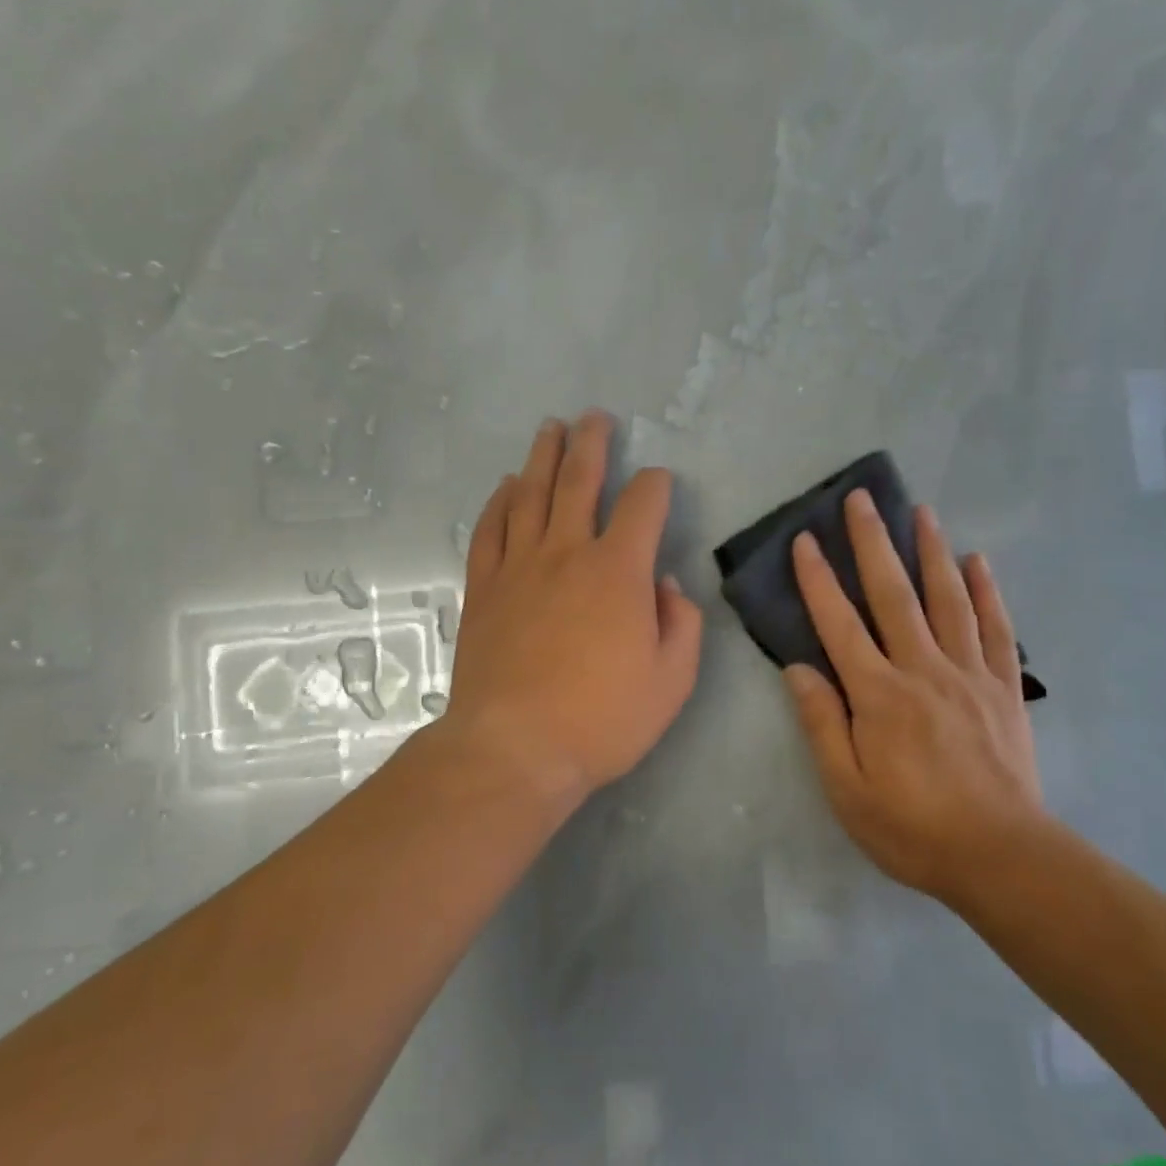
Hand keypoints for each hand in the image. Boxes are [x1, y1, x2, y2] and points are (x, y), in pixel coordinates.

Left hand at [442, 411, 702, 806]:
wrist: (515, 748)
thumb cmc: (602, 719)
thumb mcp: (672, 680)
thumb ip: (680, 623)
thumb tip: (663, 584)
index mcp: (618, 571)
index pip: (643, 505)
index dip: (656, 484)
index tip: (659, 483)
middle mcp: (567, 552)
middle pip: (579, 480)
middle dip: (591, 443)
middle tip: (594, 417)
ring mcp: (519, 566)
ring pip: (530, 494)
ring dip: (542, 456)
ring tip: (550, 429)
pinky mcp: (484, 588)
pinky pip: (491, 530)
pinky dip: (499, 501)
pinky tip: (506, 486)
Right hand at [784, 491, 1046, 902]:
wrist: (1002, 857)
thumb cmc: (912, 828)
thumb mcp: (847, 790)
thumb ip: (822, 724)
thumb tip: (797, 668)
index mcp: (878, 694)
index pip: (839, 624)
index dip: (818, 580)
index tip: (805, 540)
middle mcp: (922, 669)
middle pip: (894, 594)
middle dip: (873, 543)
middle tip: (862, 499)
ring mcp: (968, 673)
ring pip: (947, 599)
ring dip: (931, 551)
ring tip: (921, 511)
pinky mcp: (1002, 687)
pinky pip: (995, 628)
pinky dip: (986, 591)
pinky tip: (978, 561)